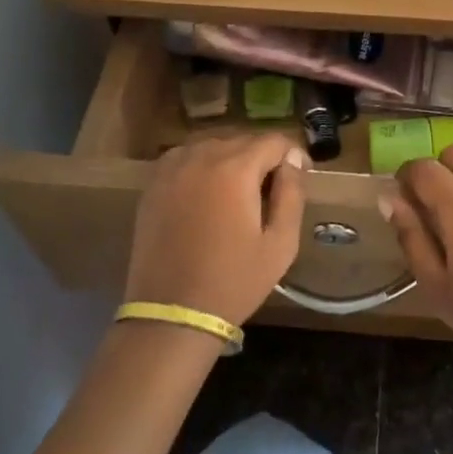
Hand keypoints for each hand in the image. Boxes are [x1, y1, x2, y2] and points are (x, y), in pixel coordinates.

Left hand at [124, 136, 306, 327]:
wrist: (172, 313)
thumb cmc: (234, 282)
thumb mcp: (280, 244)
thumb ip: (292, 194)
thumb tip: (294, 161)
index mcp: (235, 169)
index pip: (273, 141)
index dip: (292, 155)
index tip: (300, 176)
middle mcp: (201, 157)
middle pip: (242, 140)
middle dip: (262, 158)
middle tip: (272, 190)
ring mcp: (171, 169)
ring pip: (212, 146)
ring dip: (231, 159)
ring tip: (239, 192)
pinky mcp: (152, 185)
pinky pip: (184, 158)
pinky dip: (201, 166)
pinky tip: (207, 192)